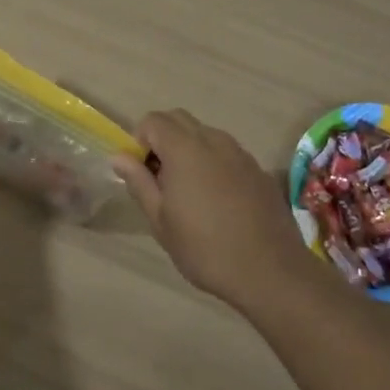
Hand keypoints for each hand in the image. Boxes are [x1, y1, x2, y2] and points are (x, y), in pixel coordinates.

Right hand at [112, 110, 315, 311]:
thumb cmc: (205, 248)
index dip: (140, 140)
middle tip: (160, 180)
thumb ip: (139, 182)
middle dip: (163, 140)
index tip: (142, 173)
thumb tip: (119, 157)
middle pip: (179, 119)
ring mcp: (240, 152)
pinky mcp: (258, 169)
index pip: (153, 120)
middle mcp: (213, 140)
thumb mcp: (161, 220)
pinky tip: (218, 201)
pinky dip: (213, 163)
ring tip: (189, 192)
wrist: (270, 270)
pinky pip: (227, 152)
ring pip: (205, 134)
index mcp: (185, 148)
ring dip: (189, 150)